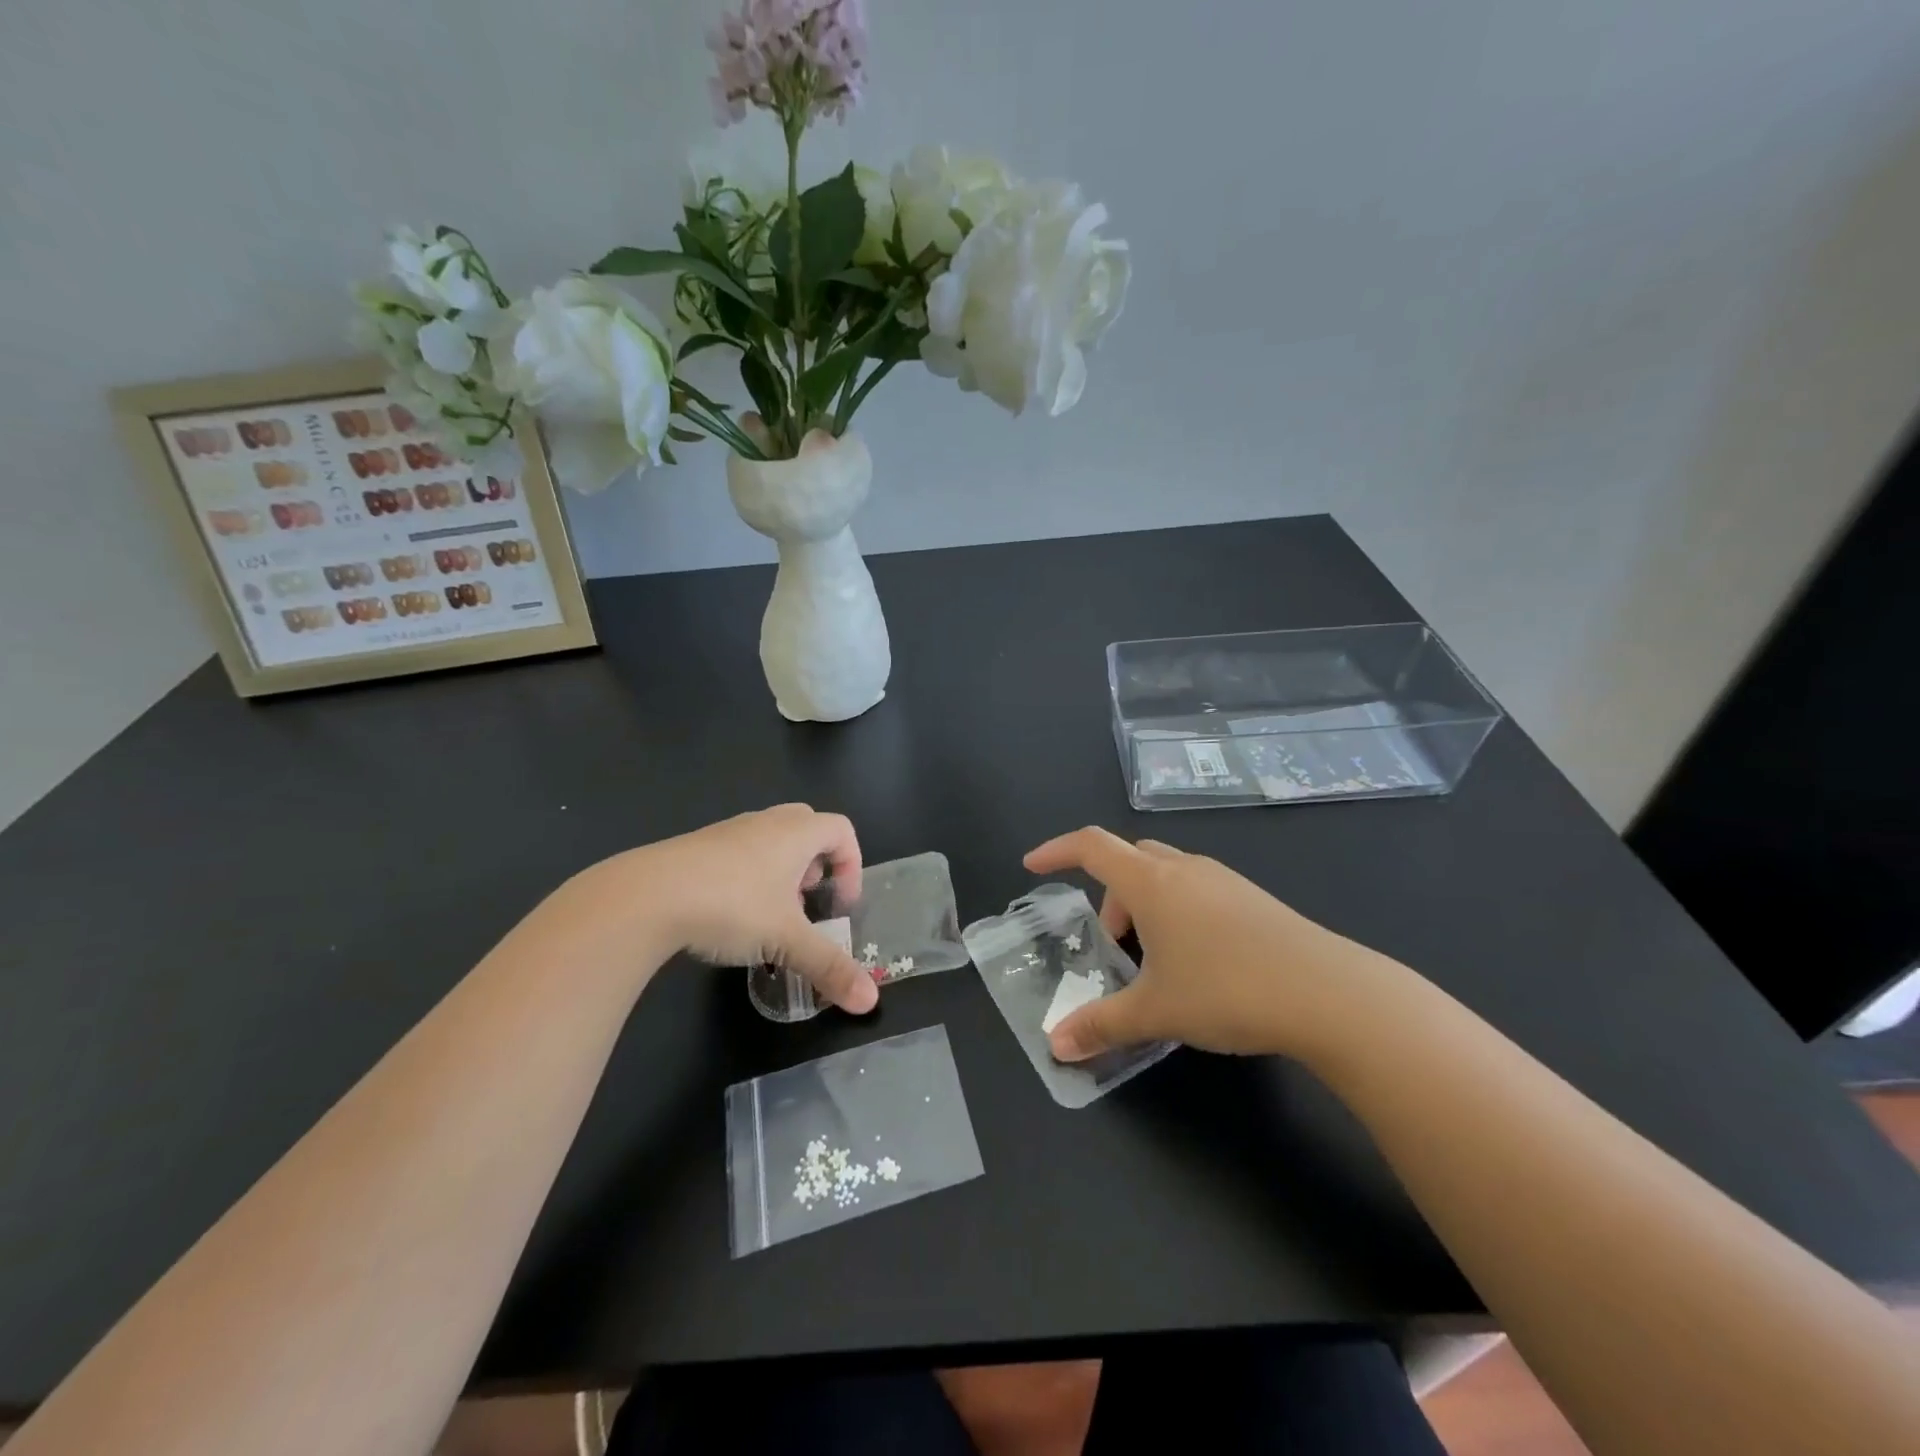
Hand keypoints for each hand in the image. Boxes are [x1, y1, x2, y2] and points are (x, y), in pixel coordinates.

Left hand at [572, 804, 876, 1012]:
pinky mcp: (696, 848)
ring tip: (770, 915)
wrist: (645, 896)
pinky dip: (748, 877)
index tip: (841, 904)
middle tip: (808, 901)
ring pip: (770, 840)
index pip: (841, 829)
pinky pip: (739, 853)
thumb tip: (870, 1002)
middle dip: (817, 864)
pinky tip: (730, 916)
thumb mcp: (786, 940)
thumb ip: (829, 967)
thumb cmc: (731, 905)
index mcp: (795, 833)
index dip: (852, 864)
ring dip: (782, 872)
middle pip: (808, 827)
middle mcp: (765, 822)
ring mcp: (728, 832)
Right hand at [1023, 827, 1404, 1063]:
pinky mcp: (1253, 898)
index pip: (1090, 846)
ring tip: (1154, 961)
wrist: (1329, 993)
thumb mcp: (1156, 1012)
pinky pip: (1196, 889)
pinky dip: (1178, 912)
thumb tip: (1056, 1047)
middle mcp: (1184, 868)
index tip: (1033, 866)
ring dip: (1145, 905)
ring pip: (1165, 875)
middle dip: (1109, 895)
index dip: (1056, 851)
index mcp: (1151, 881)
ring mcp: (1223, 879)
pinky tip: (1198, 962)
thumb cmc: (1227, 989)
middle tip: (1111, 945)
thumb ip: (1101, 1025)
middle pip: (1129, 860)